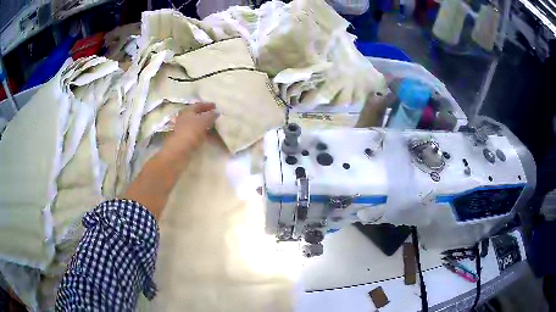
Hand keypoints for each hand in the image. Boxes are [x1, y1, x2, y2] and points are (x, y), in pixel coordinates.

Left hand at [160, 103, 216, 163]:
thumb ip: (211, 115)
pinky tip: (209, 138)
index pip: (198, 105)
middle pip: (196, 115)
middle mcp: (184, 119)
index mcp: (187, 111)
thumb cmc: (190, 132)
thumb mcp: (203, 121)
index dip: (207, 105)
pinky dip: (203, 135)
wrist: (178, 152)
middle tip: (216, 117)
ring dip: (205, 126)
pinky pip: (196, 135)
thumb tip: (216, 112)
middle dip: (206, 116)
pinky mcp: (185, 141)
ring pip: (196, 125)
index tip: (216, 106)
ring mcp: (184, 130)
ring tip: (215, 128)